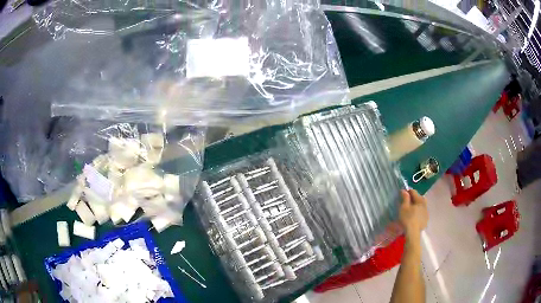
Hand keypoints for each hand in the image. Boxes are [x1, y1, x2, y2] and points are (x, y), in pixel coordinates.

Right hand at [399, 189, 427, 236]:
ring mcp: (426, 212)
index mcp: (420, 200)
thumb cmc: (407, 219)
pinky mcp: (426, 219)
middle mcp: (425, 204)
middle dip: (413, 197)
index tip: (402, 193)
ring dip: (417, 205)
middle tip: (407, 201)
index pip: (414, 192)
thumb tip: (404, 190)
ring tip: (411, 209)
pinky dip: (419, 212)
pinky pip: (422, 212)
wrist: (413, 233)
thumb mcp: (404, 207)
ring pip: (421, 205)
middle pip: (419, 197)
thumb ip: (405, 198)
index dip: (407, 191)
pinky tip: (414, 216)